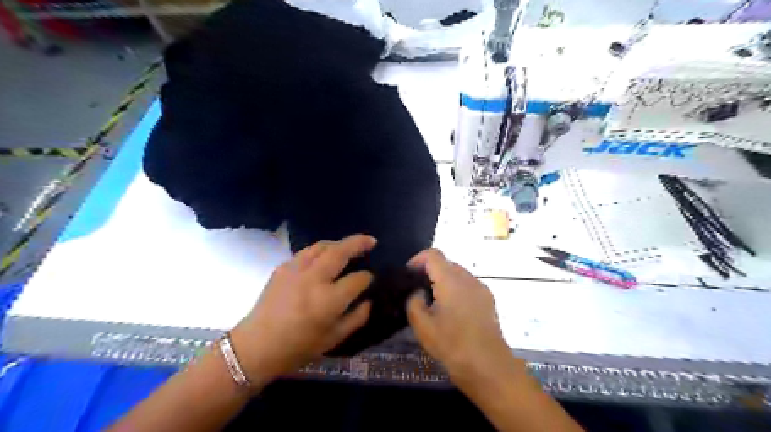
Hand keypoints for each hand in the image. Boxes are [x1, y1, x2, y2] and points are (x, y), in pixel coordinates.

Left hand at [228, 234, 376, 383]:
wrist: (256, 346)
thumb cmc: (297, 348)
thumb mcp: (333, 339)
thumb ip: (356, 318)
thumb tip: (368, 301)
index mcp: (328, 300)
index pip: (357, 279)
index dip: (368, 278)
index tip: (370, 279)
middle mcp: (313, 279)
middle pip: (340, 252)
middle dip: (358, 243)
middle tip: (371, 240)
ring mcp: (296, 270)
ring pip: (322, 246)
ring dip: (339, 243)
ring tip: (349, 245)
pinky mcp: (282, 268)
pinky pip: (306, 252)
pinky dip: (320, 251)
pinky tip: (324, 257)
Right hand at [403, 250, 516, 381]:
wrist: (488, 366)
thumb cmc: (452, 345)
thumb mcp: (422, 326)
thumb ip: (414, 301)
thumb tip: (419, 291)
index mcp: (451, 281)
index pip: (433, 254)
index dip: (418, 259)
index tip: (409, 274)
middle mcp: (468, 278)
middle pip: (446, 263)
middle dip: (430, 271)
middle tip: (418, 290)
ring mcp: (481, 288)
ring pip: (458, 274)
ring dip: (444, 280)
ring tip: (434, 301)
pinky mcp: (488, 300)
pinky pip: (468, 285)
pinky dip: (456, 289)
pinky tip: (451, 310)